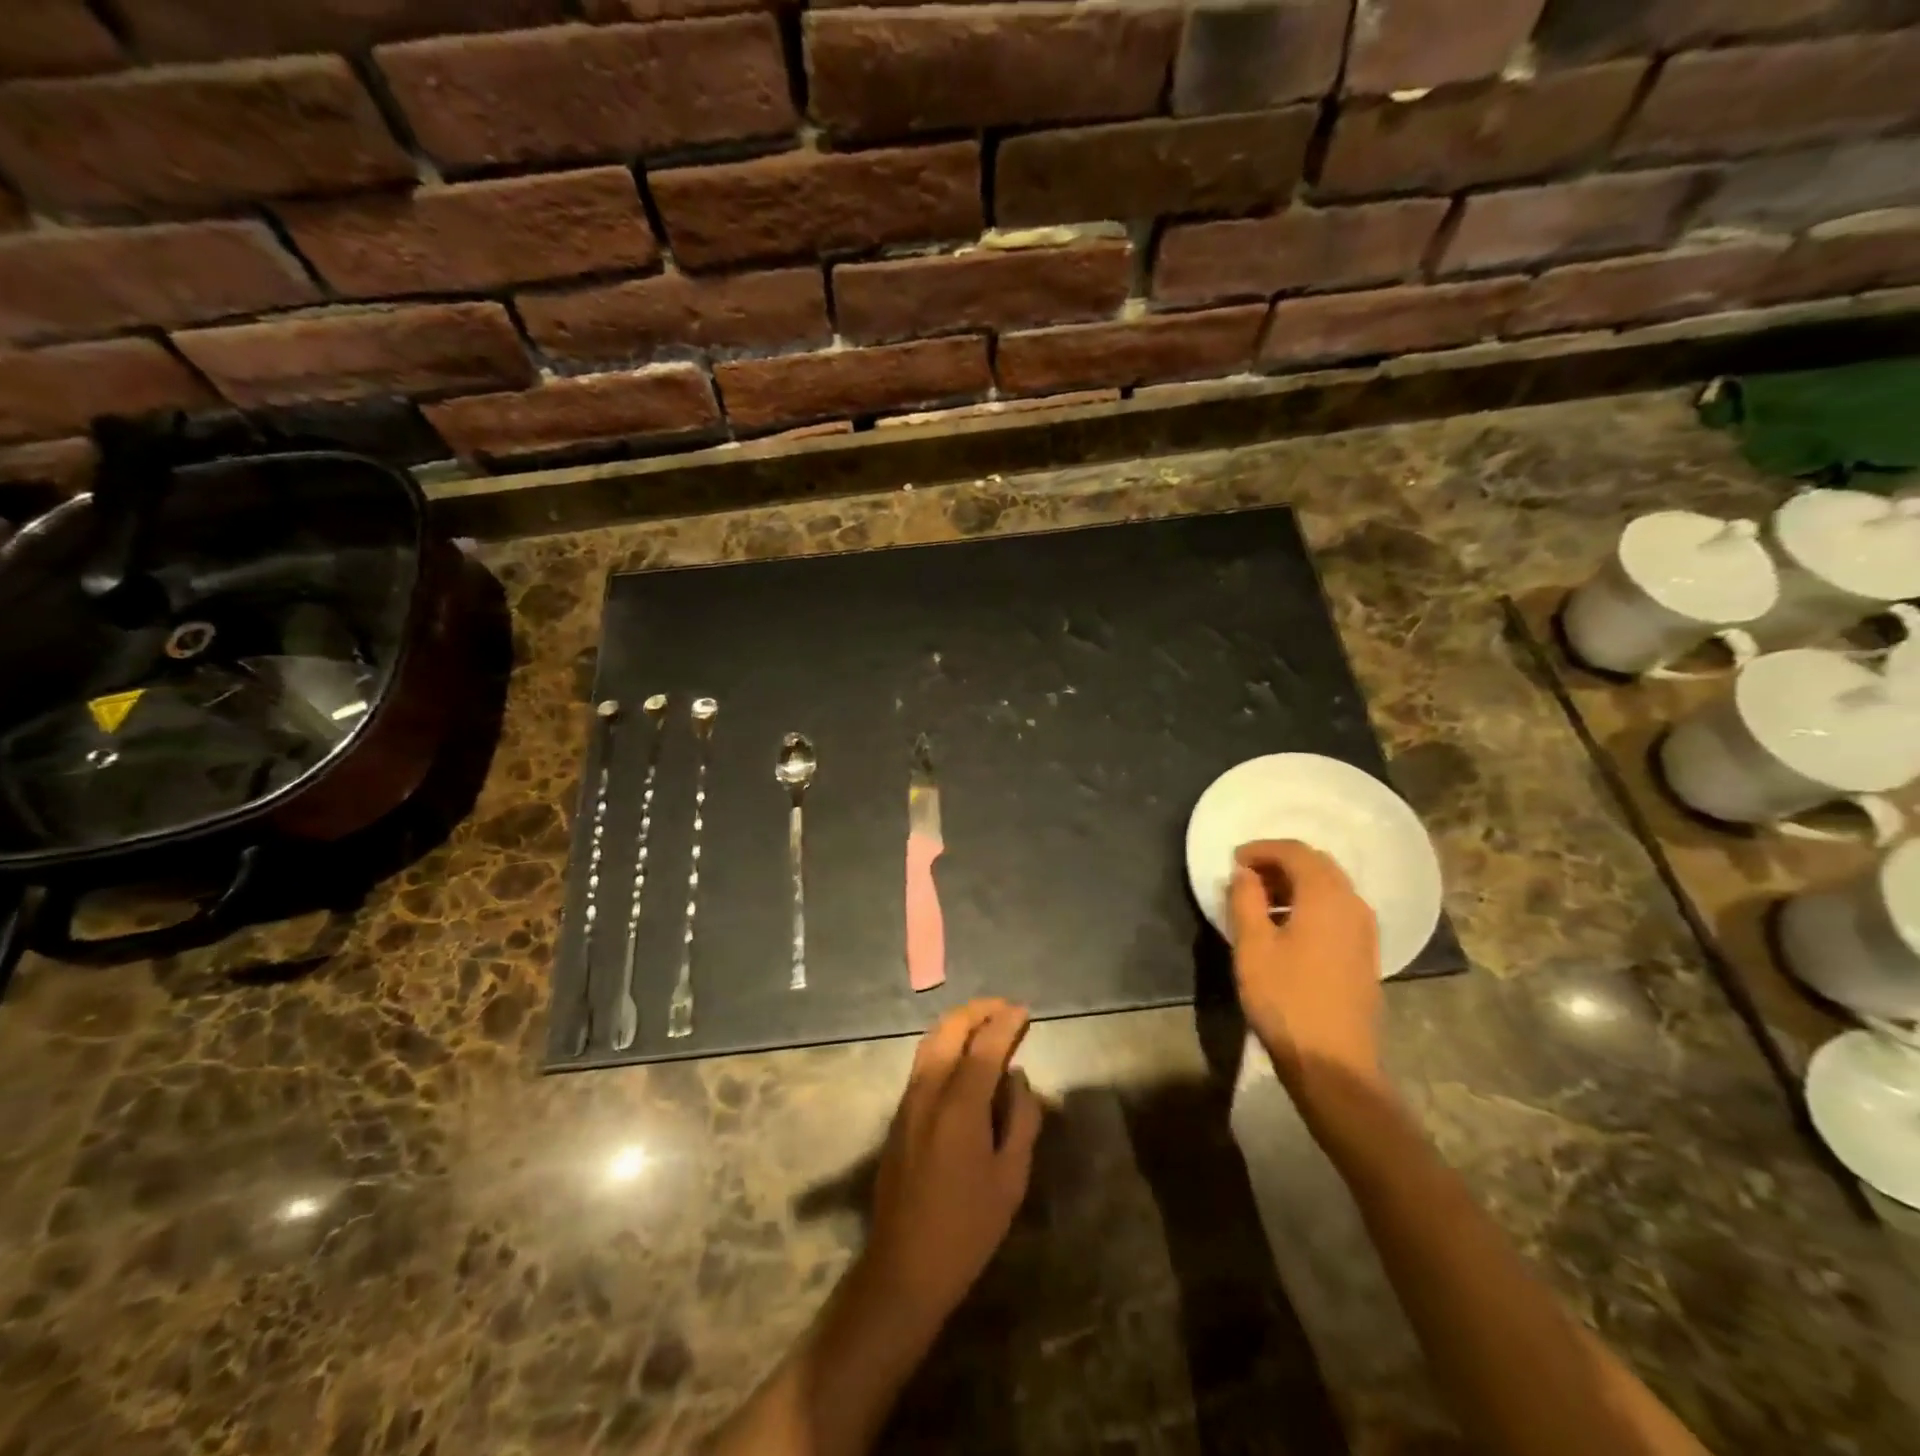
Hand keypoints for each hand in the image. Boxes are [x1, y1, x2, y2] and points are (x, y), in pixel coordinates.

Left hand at [864, 999, 1042, 1324]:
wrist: (904, 1267)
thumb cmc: (967, 1228)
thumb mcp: (1010, 1178)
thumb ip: (1020, 1120)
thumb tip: (1018, 1078)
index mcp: (959, 1105)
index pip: (985, 1046)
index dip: (1005, 1023)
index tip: (1023, 1011)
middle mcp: (928, 1091)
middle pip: (950, 1030)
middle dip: (978, 1012)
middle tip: (1005, 1010)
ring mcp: (908, 1101)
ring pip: (931, 1042)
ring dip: (958, 1024)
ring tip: (986, 1024)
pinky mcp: (899, 1115)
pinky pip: (922, 1062)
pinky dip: (944, 1043)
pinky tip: (962, 1056)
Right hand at [1230, 840, 1384, 1108]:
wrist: (1334, 1063)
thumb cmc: (1286, 999)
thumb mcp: (1252, 947)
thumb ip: (1245, 900)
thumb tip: (1244, 873)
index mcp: (1326, 896)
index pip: (1295, 852)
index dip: (1262, 849)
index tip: (1233, 861)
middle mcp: (1353, 904)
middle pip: (1317, 865)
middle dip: (1279, 863)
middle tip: (1245, 877)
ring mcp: (1364, 930)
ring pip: (1329, 887)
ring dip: (1295, 884)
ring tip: (1260, 902)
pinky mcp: (1364, 953)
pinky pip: (1337, 910)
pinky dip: (1310, 904)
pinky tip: (1286, 927)